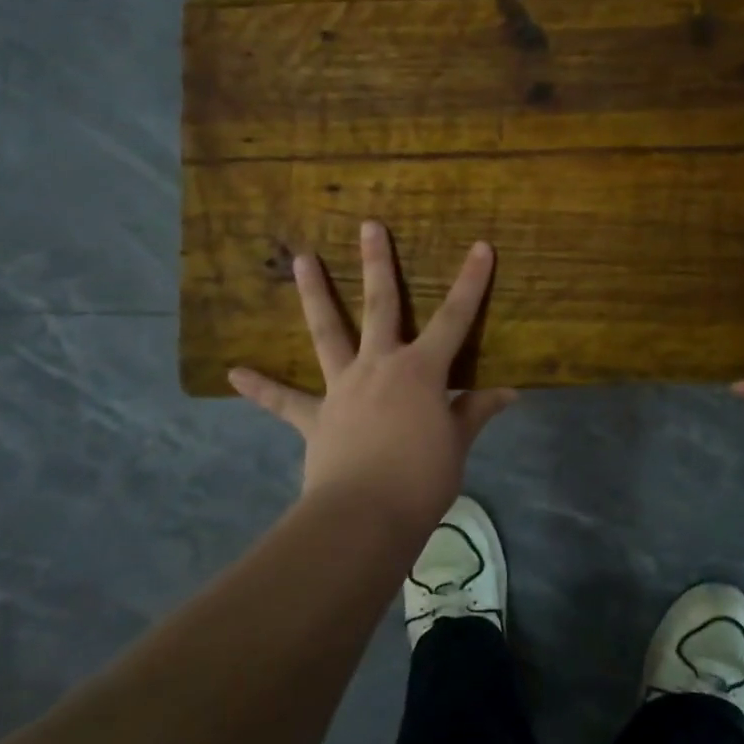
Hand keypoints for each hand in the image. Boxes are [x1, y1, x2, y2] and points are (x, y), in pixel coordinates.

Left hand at [228, 221, 517, 531]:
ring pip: (328, 332)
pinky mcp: (315, 418)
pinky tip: (234, 372)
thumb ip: (476, 411)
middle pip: (381, 306)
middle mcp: (380, 366)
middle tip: (369, 225)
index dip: (471, 282)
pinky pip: (284, 401)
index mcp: (421, 371)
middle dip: (378, 263)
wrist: (364, 517)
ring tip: (302, 259)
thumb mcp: (458, 444)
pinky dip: (261, 387)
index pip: (455, 318)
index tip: (480, 247)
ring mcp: (343, 388)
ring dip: (315, 294)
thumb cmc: (422, 478)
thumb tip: (509, 391)